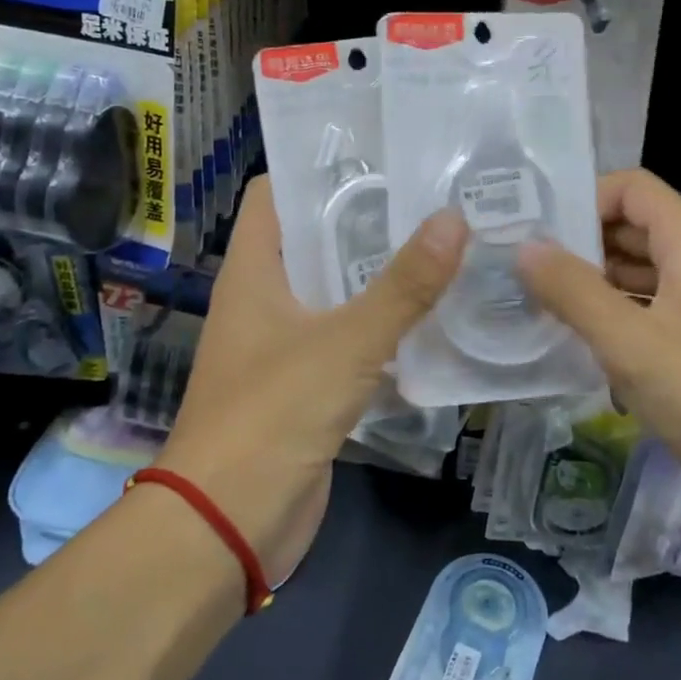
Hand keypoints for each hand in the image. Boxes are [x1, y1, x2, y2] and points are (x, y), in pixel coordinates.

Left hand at [157, 176, 468, 583]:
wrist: (226, 525)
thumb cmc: (271, 415)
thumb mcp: (344, 344)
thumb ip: (402, 286)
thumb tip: (454, 219)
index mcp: (255, 271)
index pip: (275, 194)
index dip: (318, 168)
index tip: (380, 154)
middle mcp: (266, 298)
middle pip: (316, 239)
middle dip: (368, 219)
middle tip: (433, 197)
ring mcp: (286, 344)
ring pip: (337, 291)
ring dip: (381, 275)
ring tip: (446, 245)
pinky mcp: (309, 385)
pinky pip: (350, 340)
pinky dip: (384, 326)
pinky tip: (435, 317)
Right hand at [517, 169, 680, 503]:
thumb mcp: (627, 342)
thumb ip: (572, 290)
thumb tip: (525, 248)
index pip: (631, 187)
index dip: (584, 200)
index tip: (541, 233)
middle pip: (635, 223)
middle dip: (583, 242)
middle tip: (530, 269)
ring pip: (644, 264)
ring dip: (598, 278)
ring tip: (546, 301)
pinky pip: (657, 298)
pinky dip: (621, 307)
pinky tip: (587, 334)